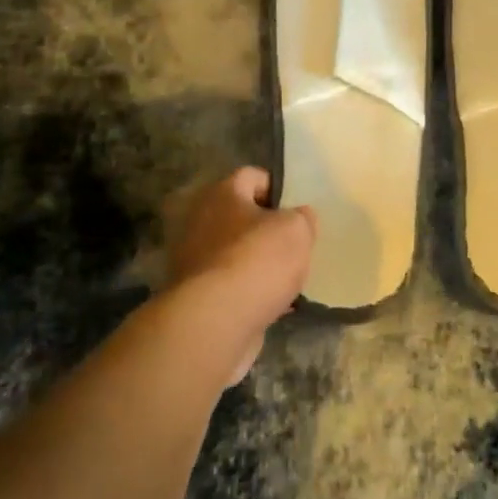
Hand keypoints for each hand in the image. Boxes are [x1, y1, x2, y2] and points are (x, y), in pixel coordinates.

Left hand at [162, 167, 315, 384]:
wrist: (215, 322)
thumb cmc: (257, 261)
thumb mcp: (296, 230)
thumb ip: (302, 218)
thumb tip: (300, 216)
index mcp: (222, 194)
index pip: (252, 176)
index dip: (278, 188)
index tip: (298, 208)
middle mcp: (201, 221)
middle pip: (242, 216)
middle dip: (268, 230)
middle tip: (296, 243)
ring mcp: (195, 260)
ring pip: (237, 253)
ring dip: (260, 263)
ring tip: (290, 277)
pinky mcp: (196, 295)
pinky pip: (232, 285)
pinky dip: (251, 292)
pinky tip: (276, 305)